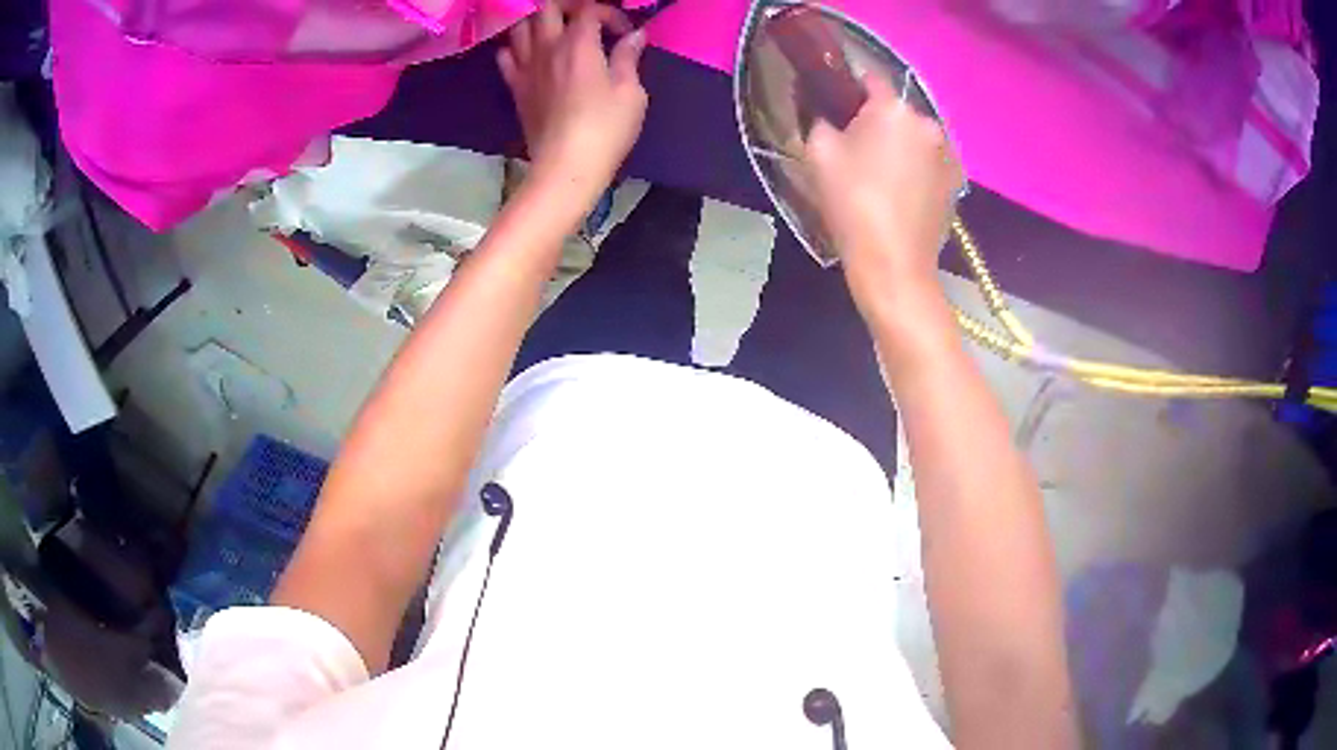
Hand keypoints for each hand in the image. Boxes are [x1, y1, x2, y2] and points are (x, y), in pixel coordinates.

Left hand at [498, 0, 647, 201]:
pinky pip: (505, 55)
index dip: (609, 14)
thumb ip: (629, 58)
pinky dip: (516, 48)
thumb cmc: (605, 129)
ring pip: (521, 26)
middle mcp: (547, 47)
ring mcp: (526, 67)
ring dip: (539, 22)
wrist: (566, 166)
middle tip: (586, 21)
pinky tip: (531, 55)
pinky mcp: (515, 87)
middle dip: (569, 8)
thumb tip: (635, 36)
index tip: (624, 34)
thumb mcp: (631, 93)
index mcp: (578, 44)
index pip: (589, 10)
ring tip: (556, 32)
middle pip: (547, 8)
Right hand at [805, 75, 962, 324]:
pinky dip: (916, 168)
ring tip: (881, 176)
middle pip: (896, 111)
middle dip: (877, 122)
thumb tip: (826, 113)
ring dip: (899, 145)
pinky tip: (901, 192)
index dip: (849, 88)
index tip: (836, 107)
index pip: (870, 79)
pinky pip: (930, 161)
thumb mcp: (818, 154)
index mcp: (894, 108)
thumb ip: (819, 120)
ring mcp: (948, 153)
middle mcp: (928, 122)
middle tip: (855, 150)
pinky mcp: (957, 181)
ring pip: (915, 137)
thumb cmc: (853, 203)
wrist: (894, 263)